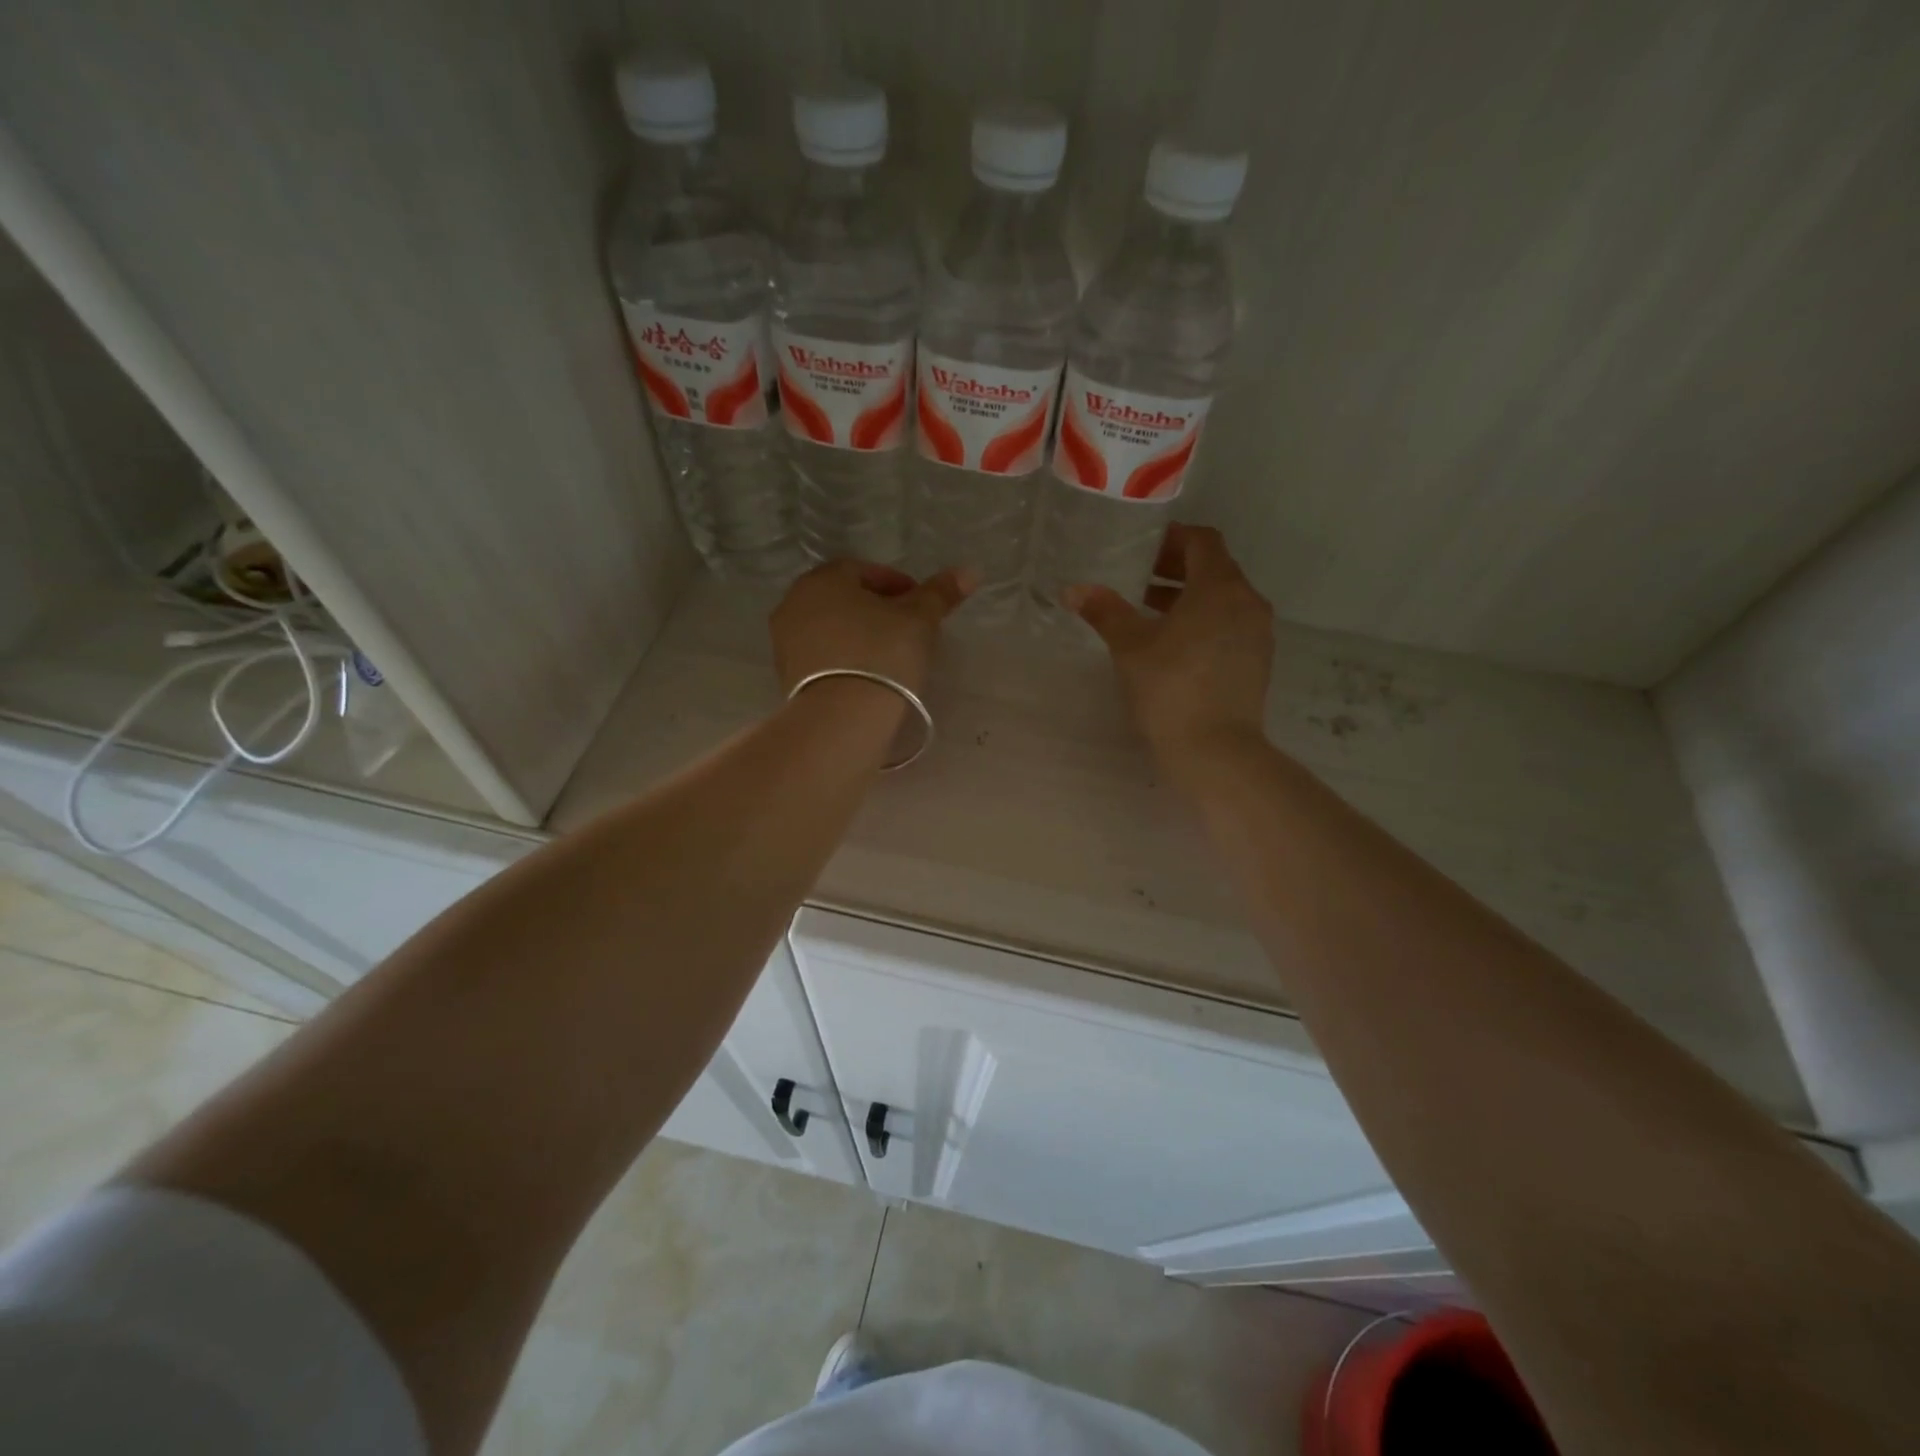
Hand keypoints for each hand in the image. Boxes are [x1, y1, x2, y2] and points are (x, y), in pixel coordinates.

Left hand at [771, 560, 973, 697]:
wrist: (841, 719)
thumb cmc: (881, 655)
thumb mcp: (919, 620)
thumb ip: (940, 593)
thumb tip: (970, 570)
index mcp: (823, 579)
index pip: (865, 570)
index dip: (898, 585)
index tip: (921, 606)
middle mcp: (795, 603)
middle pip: (845, 598)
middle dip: (877, 609)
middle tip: (908, 630)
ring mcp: (785, 641)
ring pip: (832, 628)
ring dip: (859, 634)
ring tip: (891, 655)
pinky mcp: (786, 676)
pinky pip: (822, 656)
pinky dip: (844, 658)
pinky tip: (868, 675)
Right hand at [1066, 524, 1273, 765]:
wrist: (1215, 750)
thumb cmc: (1170, 687)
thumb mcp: (1130, 646)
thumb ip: (1105, 611)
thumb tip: (1074, 589)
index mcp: (1220, 587)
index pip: (1203, 541)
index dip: (1172, 539)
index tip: (1142, 549)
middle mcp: (1247, 602)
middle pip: (1214, 569)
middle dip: (1176, 569)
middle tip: (1138, 580)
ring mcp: (1258, 634)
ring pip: (1223, 600)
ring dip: (1189, 598)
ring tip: (1149, 613)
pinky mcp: (1258, 662)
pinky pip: (1230, 625)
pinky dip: (1204, 622)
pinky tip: (1174, 646)